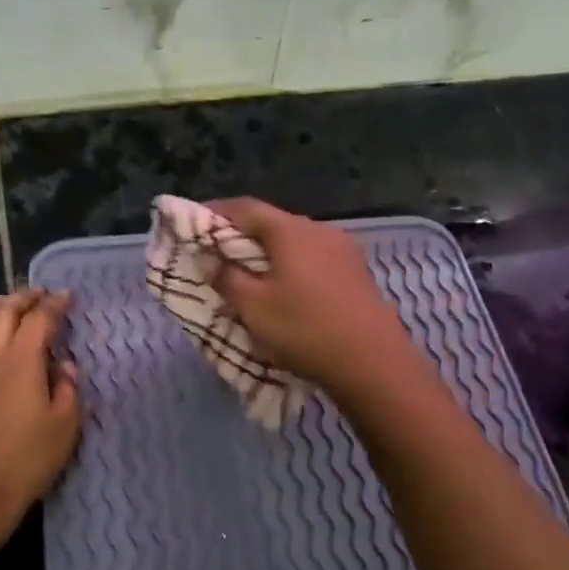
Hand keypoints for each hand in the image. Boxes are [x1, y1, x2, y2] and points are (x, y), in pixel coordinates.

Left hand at [0, 288, 81, 534]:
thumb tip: (64, 365)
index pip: (40, 319)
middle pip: (1, 311)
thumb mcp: (66, 427)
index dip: (55, 304)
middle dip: (22, 298)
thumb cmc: (27, 462)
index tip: (66, 297)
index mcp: (21, 361)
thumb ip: (68, 388)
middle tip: (37, 296)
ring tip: (2, 309)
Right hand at [208, 198, 416, 398]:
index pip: (246, 208)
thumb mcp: (254, 307)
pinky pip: (315, 260)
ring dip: (270, 254)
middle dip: (243, 236)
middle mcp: (319, 230)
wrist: (373, 361)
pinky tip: (288, 290)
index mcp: (290, 231)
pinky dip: (293, 267)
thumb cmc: (305, 329)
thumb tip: (212, 259)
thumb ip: (227, 278)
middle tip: (220, 254)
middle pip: (273, 224)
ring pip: (296, 243)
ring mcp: (344, 250)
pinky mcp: (357, 273)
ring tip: (252, 275)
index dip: (217, 212)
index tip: (195, 224)